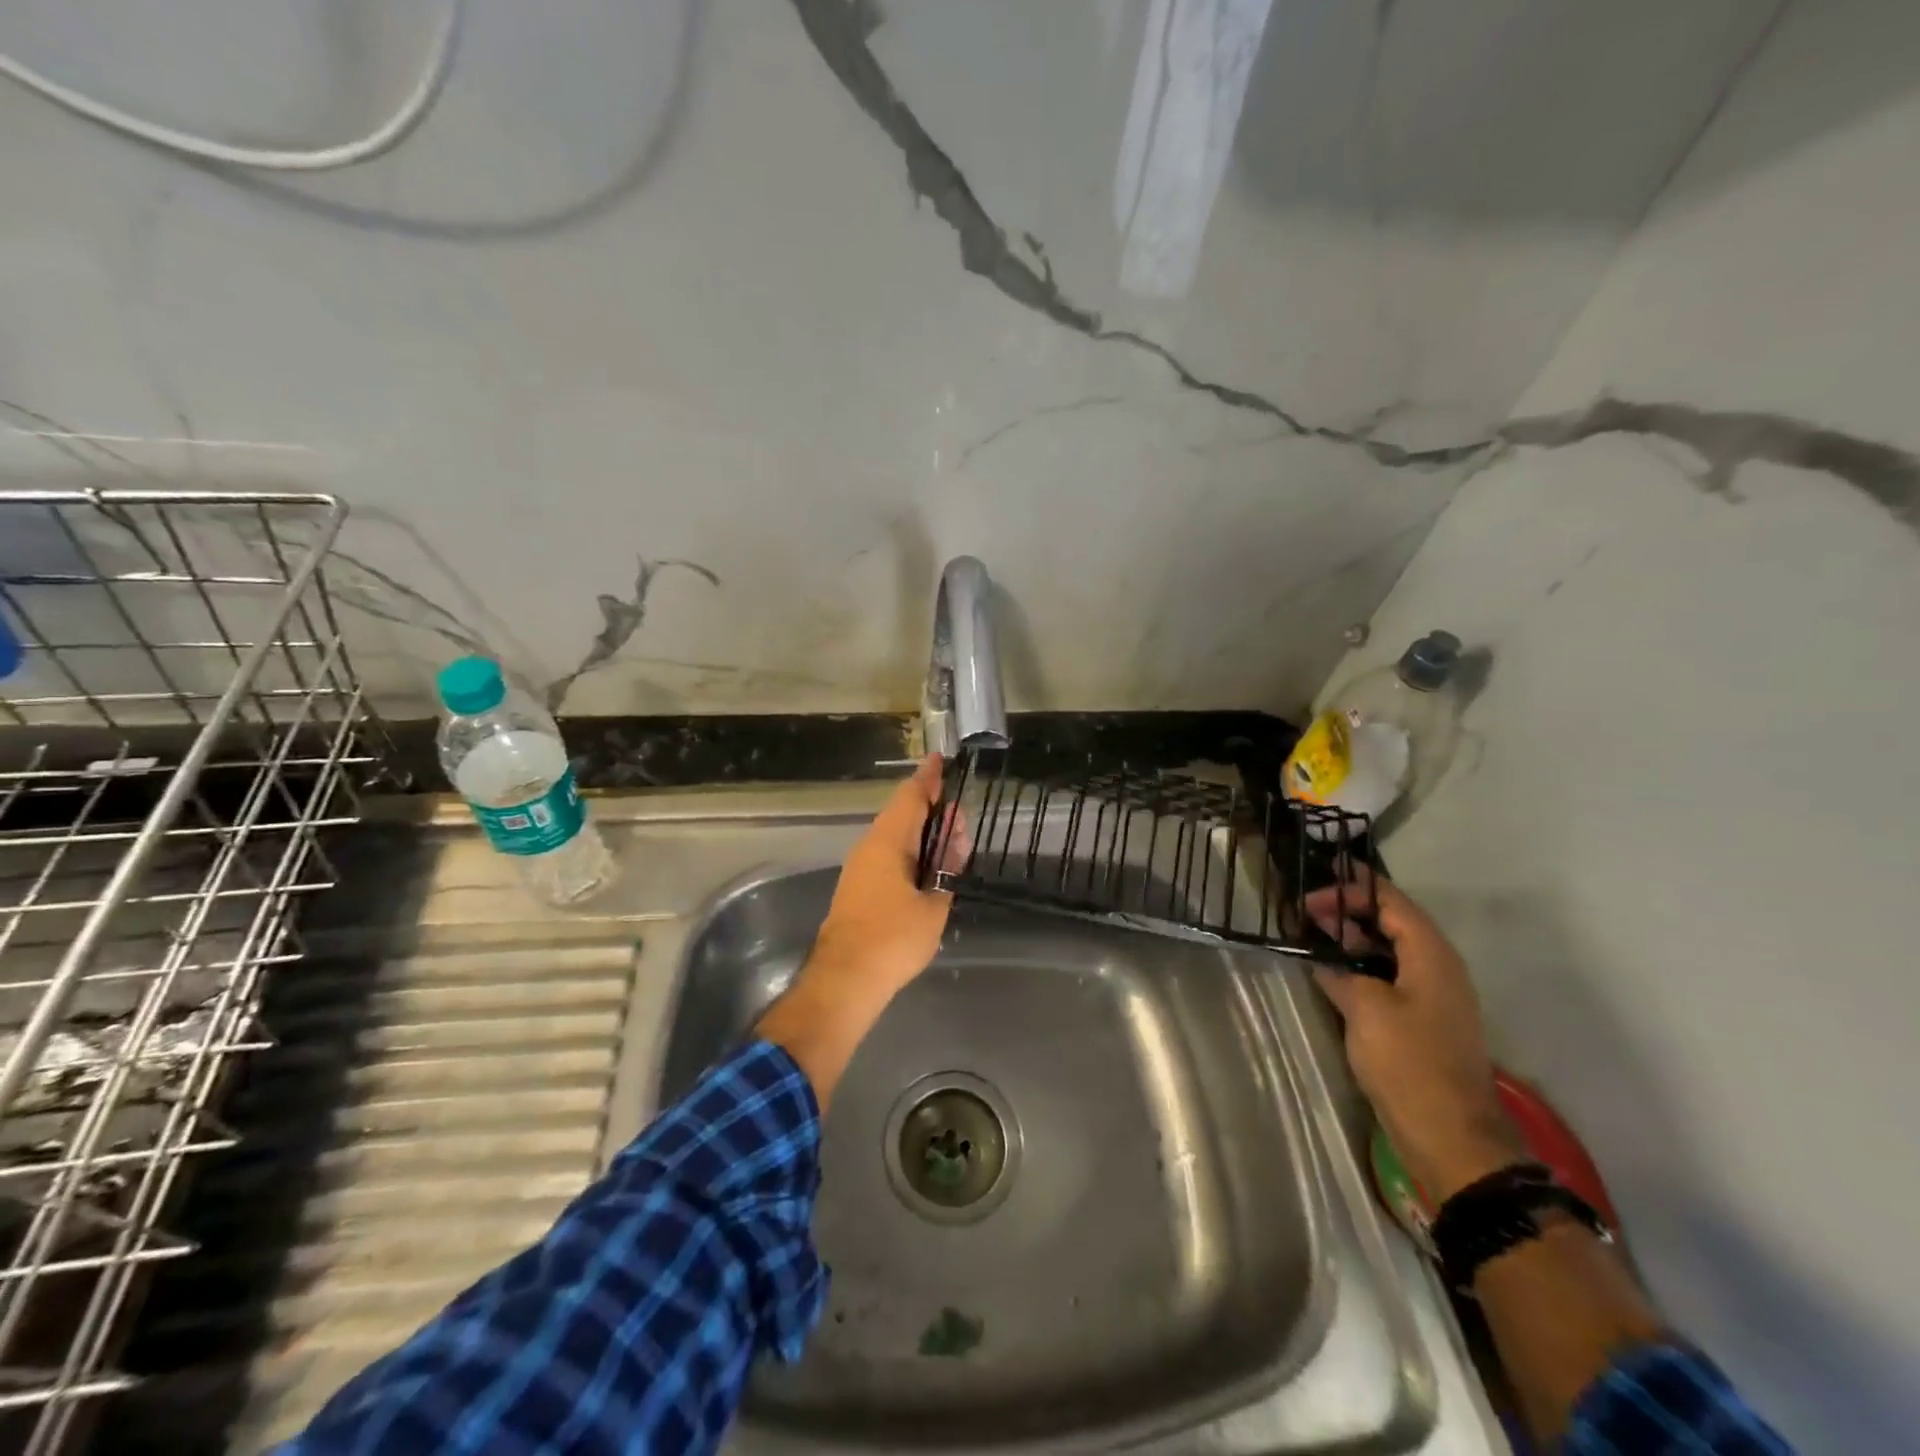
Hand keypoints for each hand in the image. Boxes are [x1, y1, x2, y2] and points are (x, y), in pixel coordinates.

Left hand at [808, 754, 955, 1001]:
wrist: (844, 979)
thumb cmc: (893, 939)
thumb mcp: (933, 906)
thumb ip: (945, 871)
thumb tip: (951, 846)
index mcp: (888, 842)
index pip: (911, 797)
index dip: (928, 778)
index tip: (940, 760)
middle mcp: (870, 846)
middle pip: (902, 814)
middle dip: (932, 809)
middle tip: (959, 814)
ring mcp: (860, 867)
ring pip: (895, 835)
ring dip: (922, 833)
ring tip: (950, 839)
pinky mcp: (858, 887)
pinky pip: (888, 855)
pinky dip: (911, 851)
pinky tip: (927, 866)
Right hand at [1306, 872, 1525, 1201]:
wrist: (1450, 1137)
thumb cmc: (1409, 1062)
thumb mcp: (1365, 1007)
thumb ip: (1340, 971)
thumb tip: (1322, 957)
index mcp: (1431, 954)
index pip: (1391, 901)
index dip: (1350, 890)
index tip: (1309, 897)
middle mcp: (1437, 967)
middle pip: (1391, 921)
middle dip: (1348, 911)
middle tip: (1304, 915)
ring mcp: (1432, 996)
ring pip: (1388, 950)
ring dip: (1352, 940)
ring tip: (1311, 939)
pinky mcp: (1422, 1020)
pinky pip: (1388, 976)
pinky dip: (1360, 967)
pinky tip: (1331, 975)